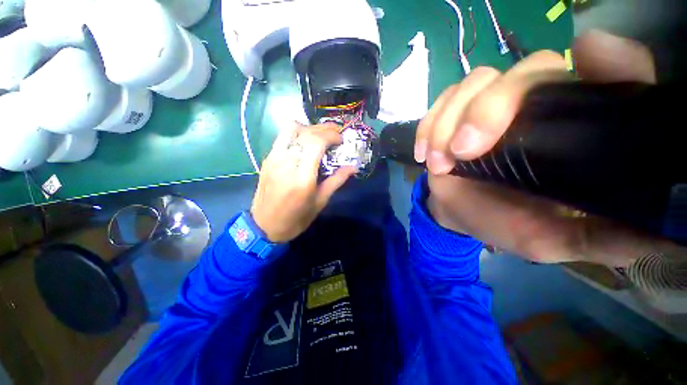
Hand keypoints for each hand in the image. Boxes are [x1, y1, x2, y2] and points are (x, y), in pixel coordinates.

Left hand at [251, 123, 355, 242]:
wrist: (265, 226)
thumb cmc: (296, 218)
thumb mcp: (320, 201)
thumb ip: (337, 180)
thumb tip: (353, 167)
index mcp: (302, 177)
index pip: (316, 142)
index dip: (331, 135)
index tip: (341, 140)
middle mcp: (286, 163)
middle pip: (305, 132)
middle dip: (324, 128)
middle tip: (336, 133)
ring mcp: (273, 158)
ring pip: (291, 128)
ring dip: (309, 128)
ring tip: (320, 136)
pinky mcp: (267, 159)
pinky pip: (283, 137)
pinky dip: (297, 134)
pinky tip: (306, 143)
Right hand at [415, 30, 681, 266]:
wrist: (462, 212)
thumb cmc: (509, 224)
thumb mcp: (560, 239)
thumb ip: (606, 237)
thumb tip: (662, 238)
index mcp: (581, 129)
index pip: (614, 75)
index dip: (610, 61)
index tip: (589, 57)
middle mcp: (540, 104)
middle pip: (529, 70)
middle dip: (490, 107)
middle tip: (465, 150)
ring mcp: (491, 105)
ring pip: (476, 82)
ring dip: (449, 121)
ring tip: (440, 162)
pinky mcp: (454, 114)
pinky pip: (441, 102)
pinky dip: (429, 125)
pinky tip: (425, 153)